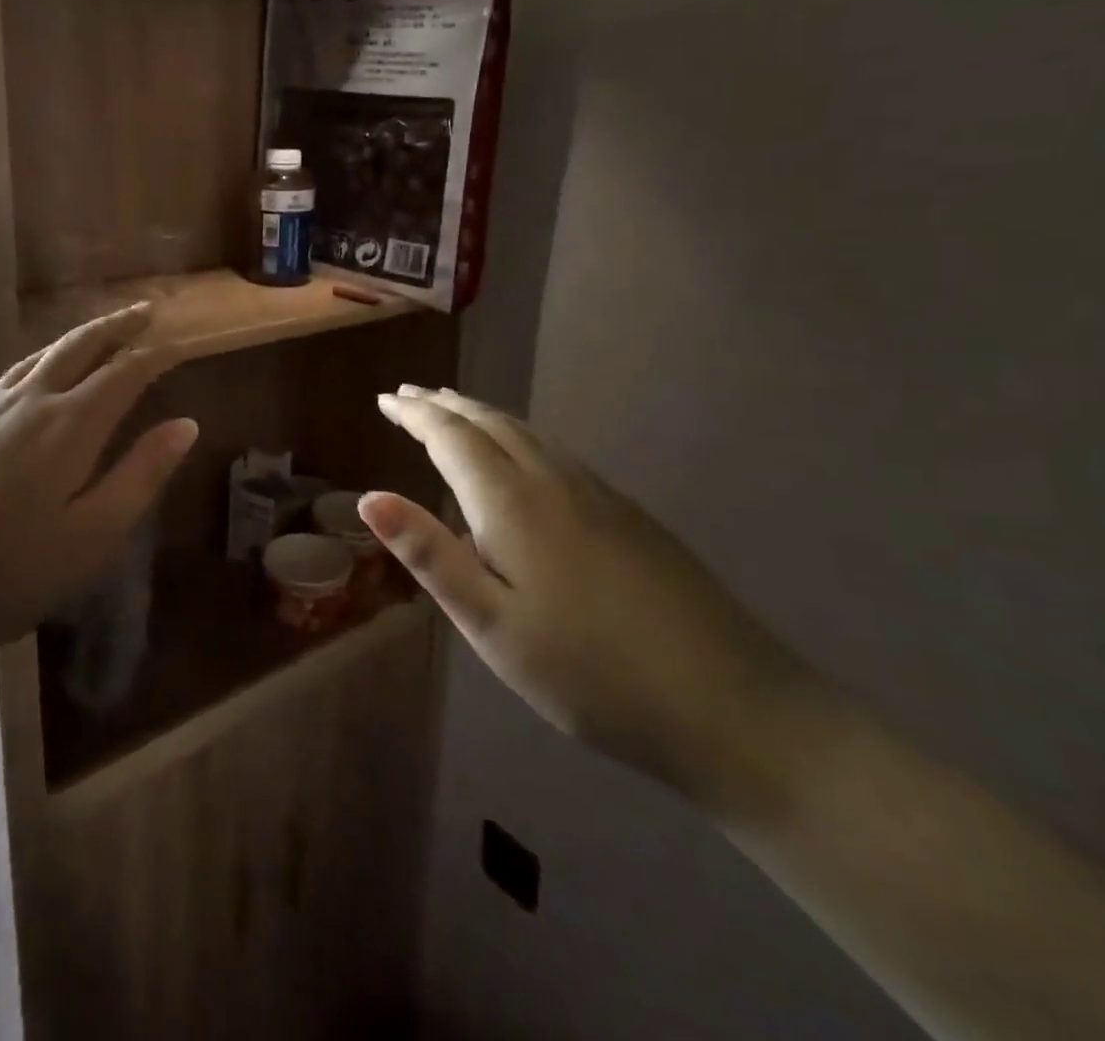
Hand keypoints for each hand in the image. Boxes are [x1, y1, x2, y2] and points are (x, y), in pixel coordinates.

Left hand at [0, 305, 197, 664]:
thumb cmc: (5, 574)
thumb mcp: (91, 537)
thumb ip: (140, 475)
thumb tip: (186, 424)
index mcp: (68, 425)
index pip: (124, 371)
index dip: (158, 353)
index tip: (184, 341)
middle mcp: (27, 402)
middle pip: (79, 346)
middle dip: (117, 326)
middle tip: (145, 311)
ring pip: (40, 355)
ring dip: (77, 338)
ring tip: (99, 335)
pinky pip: (9, 374)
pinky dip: (39, 360)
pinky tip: (35, 376)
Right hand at [362, 387, 821, 812]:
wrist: (734, 708)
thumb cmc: (590, 673)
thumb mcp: (491, 626)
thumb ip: (430, 556)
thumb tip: (369, 498)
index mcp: (513, 503)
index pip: (451, 437)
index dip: (415, 414)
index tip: (384, 399)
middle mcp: (554, 481)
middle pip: (490, 423)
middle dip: (444, 405)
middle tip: (408, 396)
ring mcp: (599, 494)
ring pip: (527, 434)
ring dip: (481, 416)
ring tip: (453, 411)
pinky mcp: (630, 515)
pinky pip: (556, 452)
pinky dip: (518, 436)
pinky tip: (521, 456)